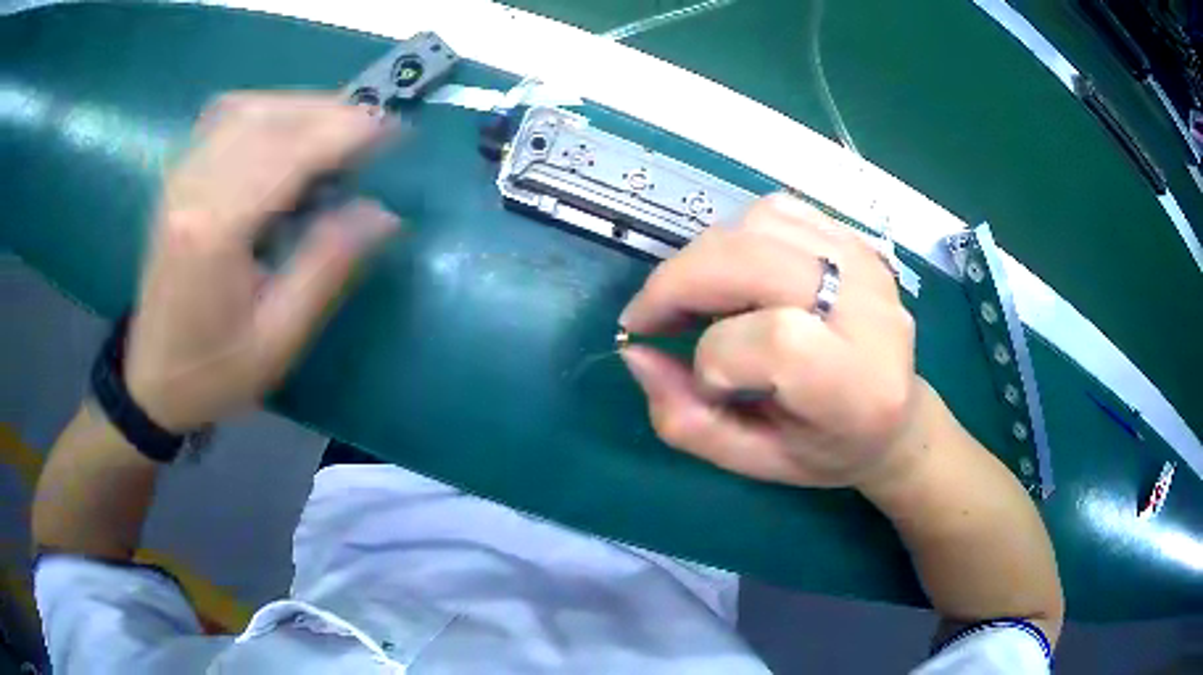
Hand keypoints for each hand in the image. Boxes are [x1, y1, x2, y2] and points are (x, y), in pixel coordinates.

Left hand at [124, 92, 399, 431]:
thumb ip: (326, 268)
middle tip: (373, 130)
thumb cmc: (214, 371)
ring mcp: (180, 177)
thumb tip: (384, 213)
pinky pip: (224, 117)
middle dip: (329, 113)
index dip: (345, 133)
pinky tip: (285, 129)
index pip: (288, 153)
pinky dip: (265, 110)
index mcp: (215, 231)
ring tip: (336, 129)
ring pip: (247, 107)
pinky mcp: (177, 177)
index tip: (395, 131)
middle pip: (268, 117)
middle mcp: (193, 188)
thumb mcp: (278, 339)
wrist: (151, 380)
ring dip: (299, 106)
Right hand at [620, 194, 926, 488]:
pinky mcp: (855, 240)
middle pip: (754, 260)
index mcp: (858, 386)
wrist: (896, 415)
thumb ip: (687, 421)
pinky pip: (776, 211)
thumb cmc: (827, 449)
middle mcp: (871, 310)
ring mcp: (865, 264)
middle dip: (679, 283)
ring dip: (704, 257)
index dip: (716, 359)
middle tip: (650, 318)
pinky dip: (736, 235)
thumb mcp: (755, 462)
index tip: (706, 384)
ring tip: (696, 298)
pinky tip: (735, 274)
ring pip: (757, 224)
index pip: (775, 341)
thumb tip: (635, 353)